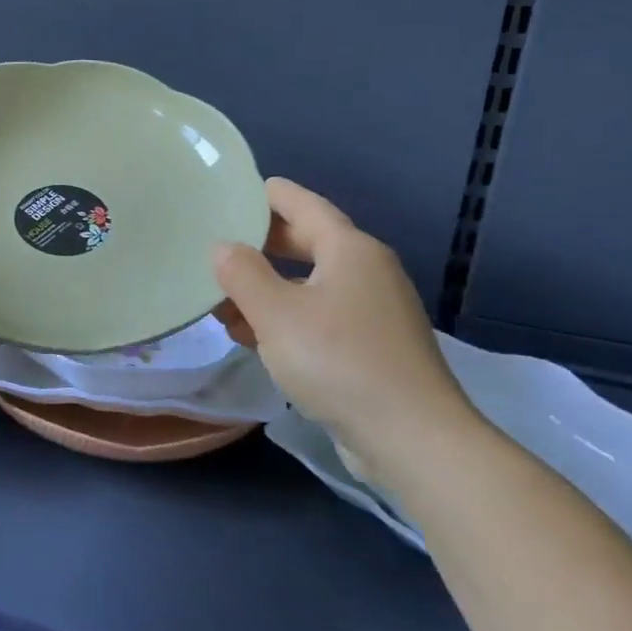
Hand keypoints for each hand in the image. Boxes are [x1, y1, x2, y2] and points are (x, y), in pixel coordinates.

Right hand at [214, 178, 482, 488]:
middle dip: (260, 245)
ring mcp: (374, 311)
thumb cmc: (339, 361)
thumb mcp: (276, 314)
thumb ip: (242, 274)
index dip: (267, 195)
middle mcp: (367, 271)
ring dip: (267, 288)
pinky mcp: (373, 347)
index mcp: (350, 250)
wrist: (413, 440)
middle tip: (217, 244)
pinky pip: (320, 316)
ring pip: (310, 284)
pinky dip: (286, 318)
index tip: (232, 190)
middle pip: (307, 242)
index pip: (303, 204)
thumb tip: (222, 247)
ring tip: (223, 302)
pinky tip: (255, 338)